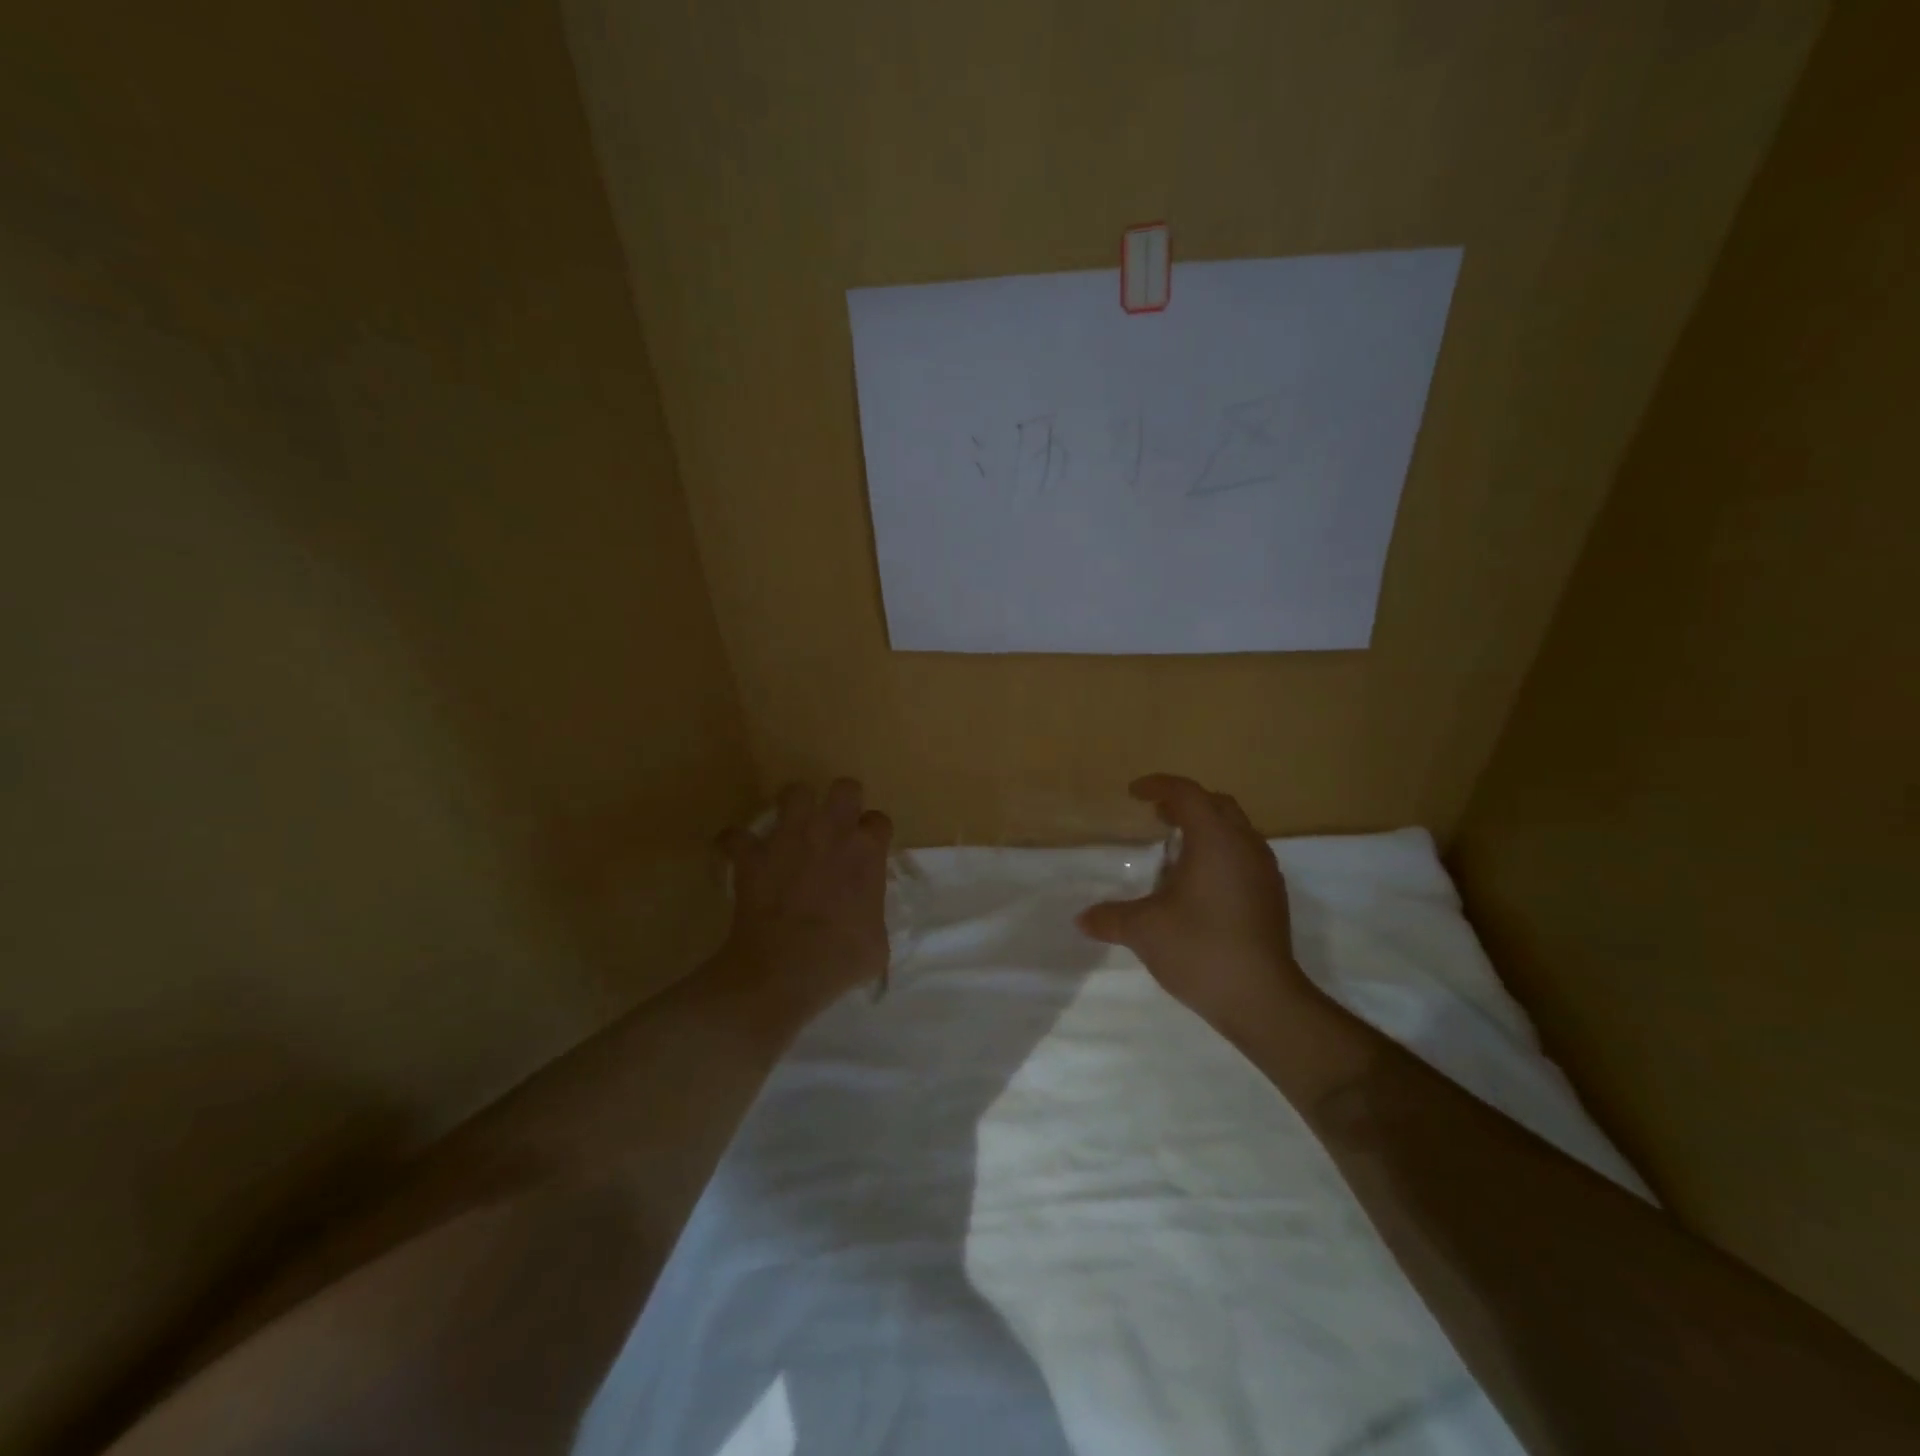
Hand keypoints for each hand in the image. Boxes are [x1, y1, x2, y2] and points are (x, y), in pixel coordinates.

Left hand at [713, 779, 892, 1028]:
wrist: (786, 971)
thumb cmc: (840, 961)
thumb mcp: (876, 946)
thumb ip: (873, 918)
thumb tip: (865, 922)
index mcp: (867, 853)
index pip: (879, 822)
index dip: (873, 834)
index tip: (866, 852)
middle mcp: (832, 833)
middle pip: (845, 788)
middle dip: (841, 800)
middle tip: (834, 826)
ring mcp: (789, 838)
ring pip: (794, 792)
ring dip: (793, 807)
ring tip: (790, 827)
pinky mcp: (752, 855)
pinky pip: (734, 836)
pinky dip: (734, 843)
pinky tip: (737, 853)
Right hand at [1077, 774, 1320, 1043]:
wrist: (1262, 999)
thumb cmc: (1200, 949)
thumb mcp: (1144, 930)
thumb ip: (1110, 917)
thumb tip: (1082, 918)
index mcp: (1215, 839)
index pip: (1187, 793)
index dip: (1158, 786)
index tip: (1133, 793)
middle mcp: (1245, 845)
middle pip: (1216, 804)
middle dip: (1185, 803)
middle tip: (1156, 816)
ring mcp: (1265, 871)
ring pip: (1235, 829)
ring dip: (1206, 827)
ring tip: (1176, 849)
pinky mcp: (1273, 896)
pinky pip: (1244, 854)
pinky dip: (1220, 852)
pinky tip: (1200, 884)